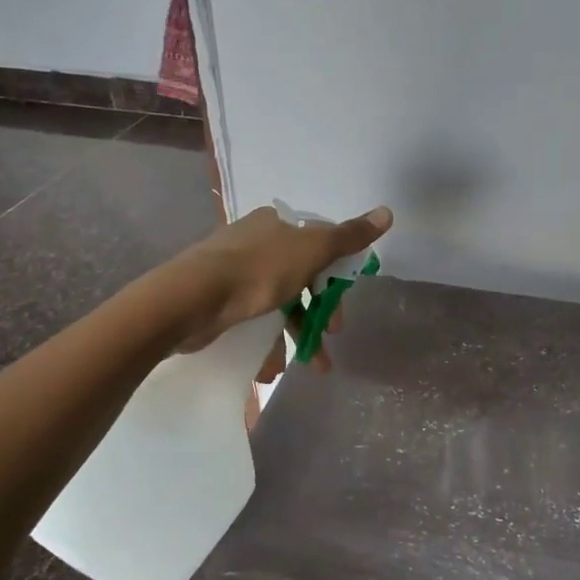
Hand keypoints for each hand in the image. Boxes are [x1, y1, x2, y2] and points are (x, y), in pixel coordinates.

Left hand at [170, 205, 393, 368]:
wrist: (192, 299)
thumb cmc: (258, 270)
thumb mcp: (311, 250)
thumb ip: (348, 237)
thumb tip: (387, 213)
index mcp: (277, 223)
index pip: (319, 243)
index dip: (336, 274)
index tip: (344, 303)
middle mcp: (256, 240)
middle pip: (302, 274)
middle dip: (320, 309)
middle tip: (331, 334)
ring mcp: (235, 270)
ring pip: (279, 299)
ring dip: (298, 331)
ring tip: (312, 363)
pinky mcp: (219, 298)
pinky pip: (254, 317)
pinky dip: (269, 339)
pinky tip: (273, 366)